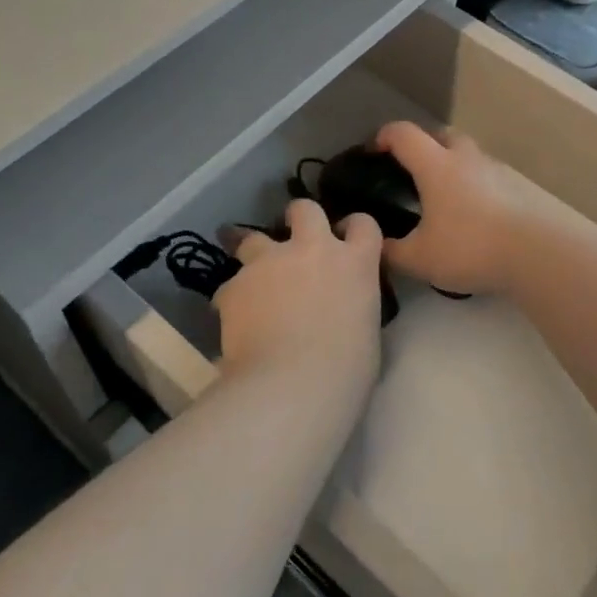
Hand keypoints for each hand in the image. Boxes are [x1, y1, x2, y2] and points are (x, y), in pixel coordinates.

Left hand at [214, 201, 383, 379]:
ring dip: (254, 255)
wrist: (292, 386)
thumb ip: (351, 305)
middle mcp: (312, 250)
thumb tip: (339, 309)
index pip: (363, 225)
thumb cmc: (345, 371)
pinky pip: (232, 285)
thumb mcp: (365, 331)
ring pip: (254, 238)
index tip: (346, 239)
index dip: (353, 228)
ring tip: (253, 283)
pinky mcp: (235, 284)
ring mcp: (269, 262)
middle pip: (305, 209)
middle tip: (295, 241)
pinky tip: (235, 324)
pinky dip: (235, 299)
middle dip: (299, 218)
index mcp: (355, 263)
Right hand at [373, 122, 559, 295]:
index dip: (383, 136)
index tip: (372, 151)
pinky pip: (484, 176)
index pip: (403, 134)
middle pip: (441, 134)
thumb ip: (391, 251)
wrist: (536, 254)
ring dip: (450, 164)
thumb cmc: (469, 247)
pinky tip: (468, 214)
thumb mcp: (419, 258)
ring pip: (467, 154)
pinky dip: (471, 185)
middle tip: (408, 171)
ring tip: (439, 196)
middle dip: (421, 145)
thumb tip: (375, 245)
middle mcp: (465, 158)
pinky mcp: (515, 189)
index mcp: (436, 165)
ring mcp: (494, 171)